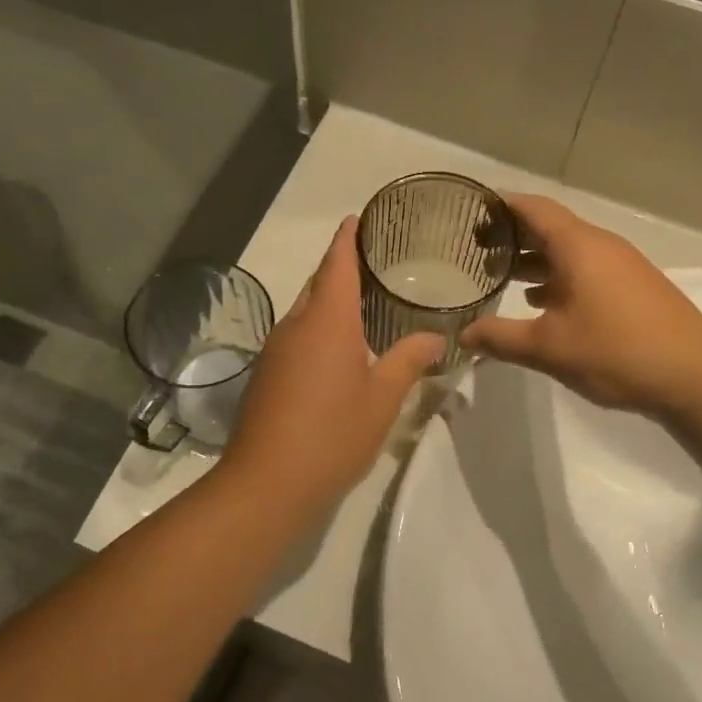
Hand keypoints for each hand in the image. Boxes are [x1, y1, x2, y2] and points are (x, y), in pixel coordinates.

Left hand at [220, 218, 444, 513]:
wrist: (268, 483)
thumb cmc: (333, 435)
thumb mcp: (382, 399)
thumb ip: (408, 361)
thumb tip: (436, 337)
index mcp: (327, 321)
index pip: (337, 263)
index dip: (348, 238)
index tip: (359, 218)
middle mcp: (295, 326)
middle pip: (318, 284)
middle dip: (340, 268)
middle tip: (375, 264)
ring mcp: (275, 352)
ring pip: (305, 313)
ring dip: (329, 302)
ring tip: (364, 304)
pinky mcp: (266, 376)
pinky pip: (296, 338)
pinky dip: (318, 331)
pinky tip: (338, 351)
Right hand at [460, 194, 701, 413]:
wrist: (694, 375)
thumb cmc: (616, 351)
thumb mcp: (548, 348)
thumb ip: (500, 338)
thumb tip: (463, 335)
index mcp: (579, 247)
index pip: (533, 209)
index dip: (501, 205)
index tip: (470, 209)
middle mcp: (600, 247)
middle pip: (550, 228)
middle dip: (512, 235)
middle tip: (473, 247)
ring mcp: (620, 268)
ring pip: (568, 253)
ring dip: (534, 261)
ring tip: (498, 276)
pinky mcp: (631, 290)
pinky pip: (584, 271)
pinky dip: (556, 279)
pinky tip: (539, 304)